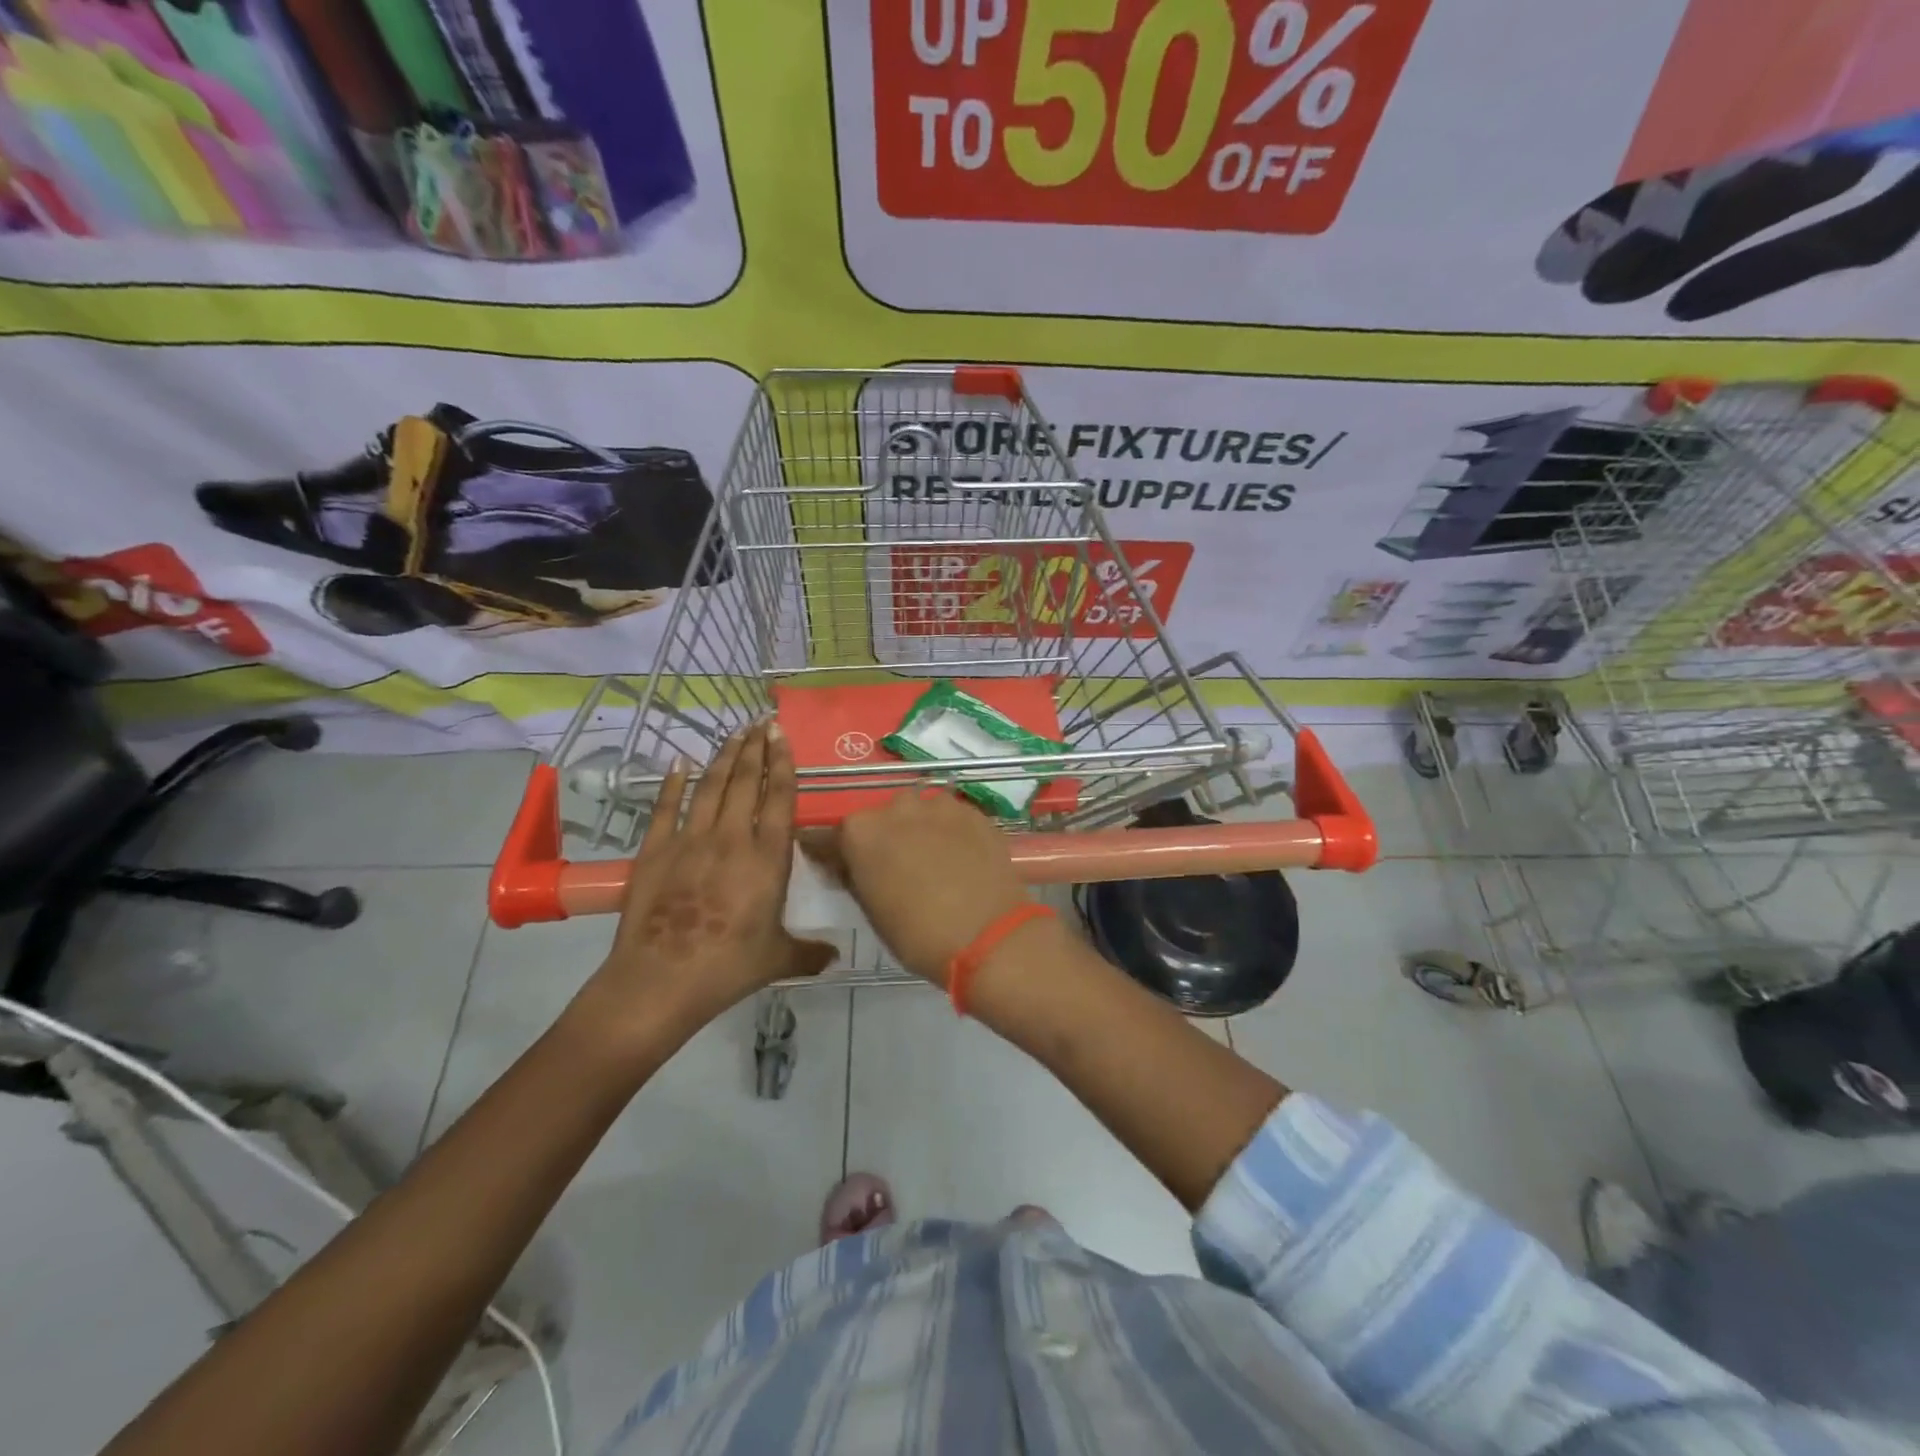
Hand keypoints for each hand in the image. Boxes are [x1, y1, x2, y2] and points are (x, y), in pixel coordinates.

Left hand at [576, 723, 834, 1040]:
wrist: (661, 979)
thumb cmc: (728, 967)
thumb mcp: (778, 960)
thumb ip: (810, 953)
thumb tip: (837, 957)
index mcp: (767, 859)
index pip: (779, 799)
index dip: (782, 764)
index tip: (782, 737)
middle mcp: (732, 839)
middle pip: (745, 782)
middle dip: (755, 749)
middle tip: (761, 723)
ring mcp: (690, 841)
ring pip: (710, 787)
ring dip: (724, 757)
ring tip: (734, 734)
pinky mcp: (656, 850)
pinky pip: (665, 807)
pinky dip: (673, 783)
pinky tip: (679, 763)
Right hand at [833, 789, 1027, 984]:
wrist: (988, 935)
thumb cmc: (918, 934)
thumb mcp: (871, 912)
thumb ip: (856, 878)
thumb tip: (850, 867)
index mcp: (860, 831)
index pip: (835, 837)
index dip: (840, 854)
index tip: (845, 870)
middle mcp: (896, 806)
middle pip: (882, 819)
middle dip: (885, 838)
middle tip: (897, 869)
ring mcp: (939, 805)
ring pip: (920, 813)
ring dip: (920, 830)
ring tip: (934, 862)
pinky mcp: (973, 812)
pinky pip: (951, 818)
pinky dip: (951, 833)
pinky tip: (961, 858)